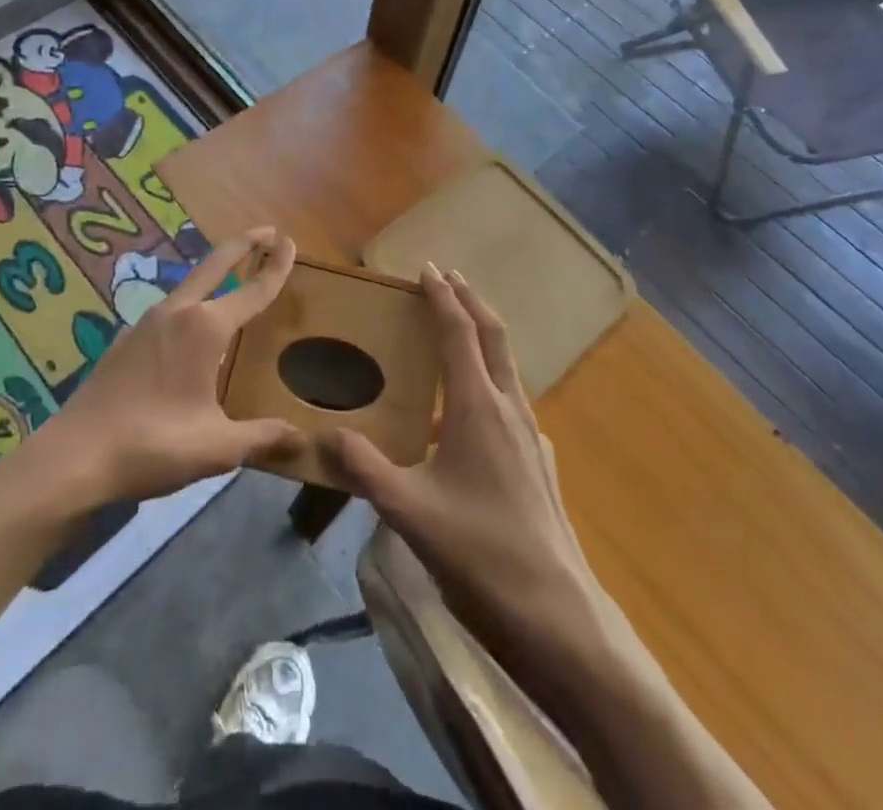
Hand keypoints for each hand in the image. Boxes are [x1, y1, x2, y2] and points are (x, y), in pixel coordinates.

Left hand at [25, 228, 303, 508]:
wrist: (73, 457)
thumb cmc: (152, 444)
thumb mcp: (217, 447)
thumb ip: (262, 439)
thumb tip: (302, 442)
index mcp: (205, 329)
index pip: (252, 290)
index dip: (276, 267)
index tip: (291, 242)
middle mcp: (177, 313)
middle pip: (215, 265)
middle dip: (243, 244)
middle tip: (268, 231)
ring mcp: (146, 323)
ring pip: (189, 284)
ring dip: (214, 271)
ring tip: (232, 275)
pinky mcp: (126, 341)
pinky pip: (169, 308)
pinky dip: (191, 300)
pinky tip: (189, 326)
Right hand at [320, 266, 598, 648]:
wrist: (557, 614)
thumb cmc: (480, 553)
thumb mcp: (409, 512)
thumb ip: (364, 469)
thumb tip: (325, 434)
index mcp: (478, 406)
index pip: (459, 332)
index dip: (443, 296)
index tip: (428, 268)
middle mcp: (509, 407)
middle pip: (493, 335)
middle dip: (470, 300)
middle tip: (447, 278)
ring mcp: (530, 434)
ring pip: (506, 366)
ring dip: (482, 336)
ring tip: (456, 333)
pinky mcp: (539, 460)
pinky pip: (511, 399)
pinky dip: (490, 378)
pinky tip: (473, 412)